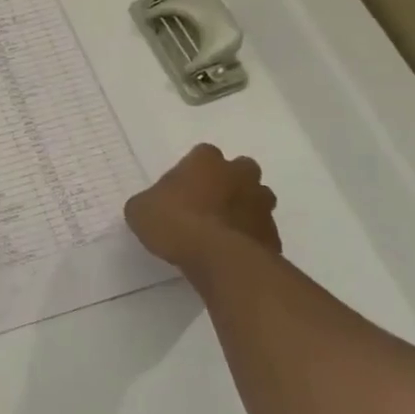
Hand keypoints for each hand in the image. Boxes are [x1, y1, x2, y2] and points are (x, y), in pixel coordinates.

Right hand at [125, 143, 280, 269]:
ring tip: (221, 230)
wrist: (220, 259)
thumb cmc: (175, 223)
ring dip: (243, 209)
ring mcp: (261, 204)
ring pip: (256, 199)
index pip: (202, 154)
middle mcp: (239, 175)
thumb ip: (149, 203)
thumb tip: (152, 208)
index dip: (192, 171)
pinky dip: (250, 238)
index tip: (181, 189)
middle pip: (240, 170)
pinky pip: (260, 231)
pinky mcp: (274, 235)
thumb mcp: (140, 210)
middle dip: (228, 183)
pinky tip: (231, 253)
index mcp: (206, 161)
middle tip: (207, 204)